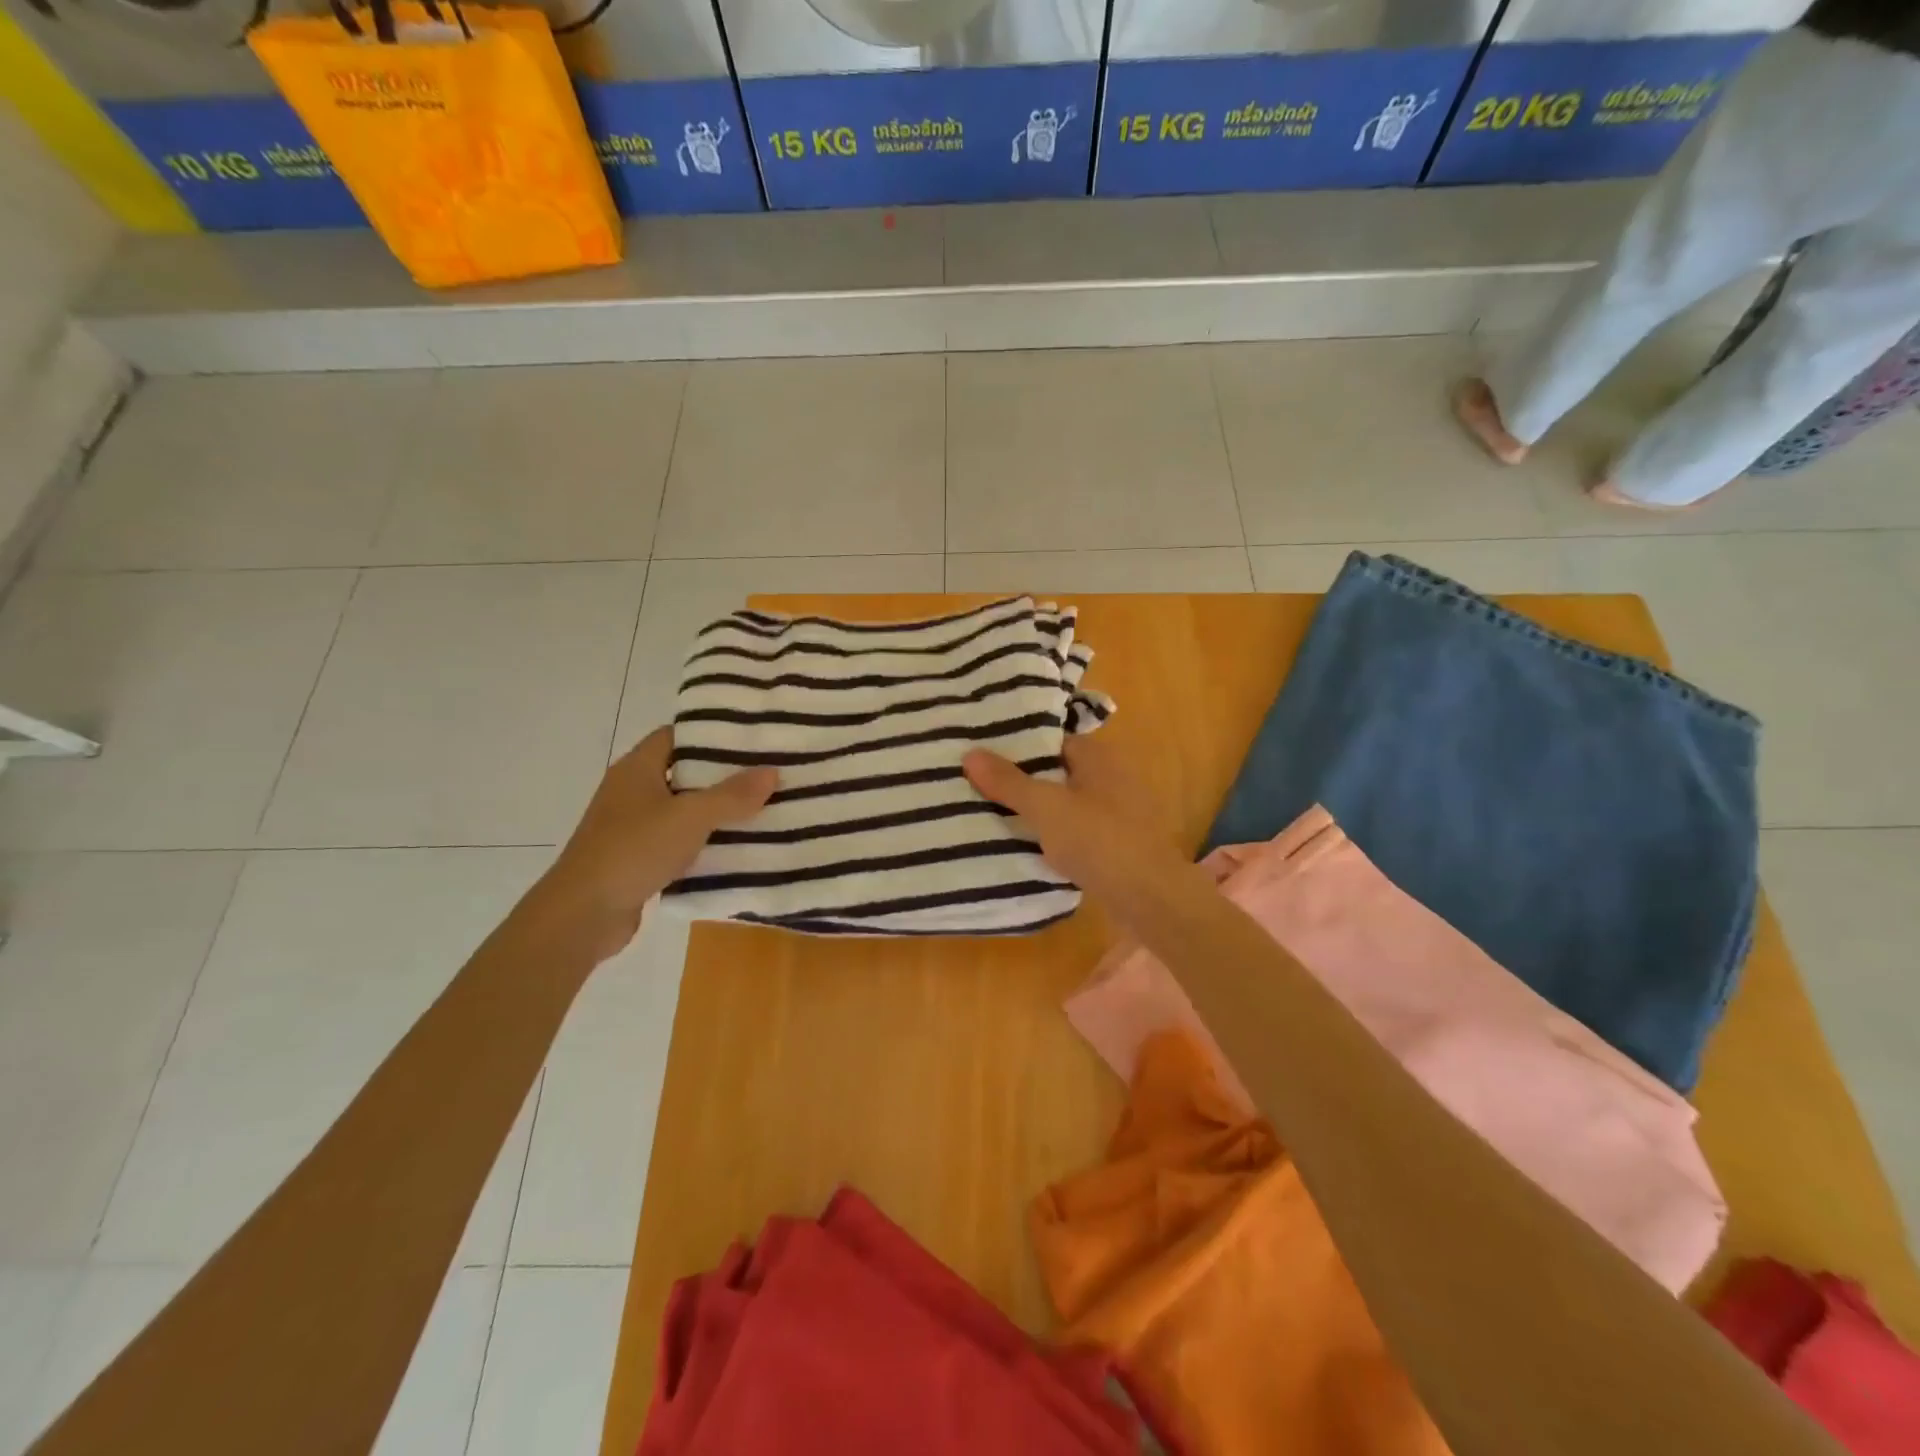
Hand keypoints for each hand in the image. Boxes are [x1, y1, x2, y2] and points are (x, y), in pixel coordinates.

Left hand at [527, 728, 775, 960]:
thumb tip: (771, 771)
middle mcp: (631, 791)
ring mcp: (631, 826)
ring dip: (715, 811)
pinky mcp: (636, 857)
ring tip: (761, 808)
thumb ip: (732, 795)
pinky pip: (677, 840)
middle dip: (722, 774)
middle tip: (765, 773)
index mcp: (637, 768)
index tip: (749, 739)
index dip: (710, 734)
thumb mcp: (691, 817)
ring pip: (682, 809)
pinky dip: (702, 841)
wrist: (583, 914)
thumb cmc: (634, 850)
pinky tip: (734, 848)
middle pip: (683, 772)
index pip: (676, 736)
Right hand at [963, 733, 1184, 912]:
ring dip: (1042, 810)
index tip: (986, 759)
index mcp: (1099, 757)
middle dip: (1027, 780)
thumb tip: (970, 753)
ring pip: (1070, 802)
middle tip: (983, 787)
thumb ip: (1008, 782)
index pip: (1052, 741)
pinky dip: (1059, 834)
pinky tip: (1034, 846)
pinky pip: (1081, 829)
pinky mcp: (1121, 842)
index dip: (1020, 748)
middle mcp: (1114, 776)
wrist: (1150, 896)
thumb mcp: (1046, 808)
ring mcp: (1121, 811)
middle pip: (1060, 772)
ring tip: (999, 816)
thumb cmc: (1098, 840)